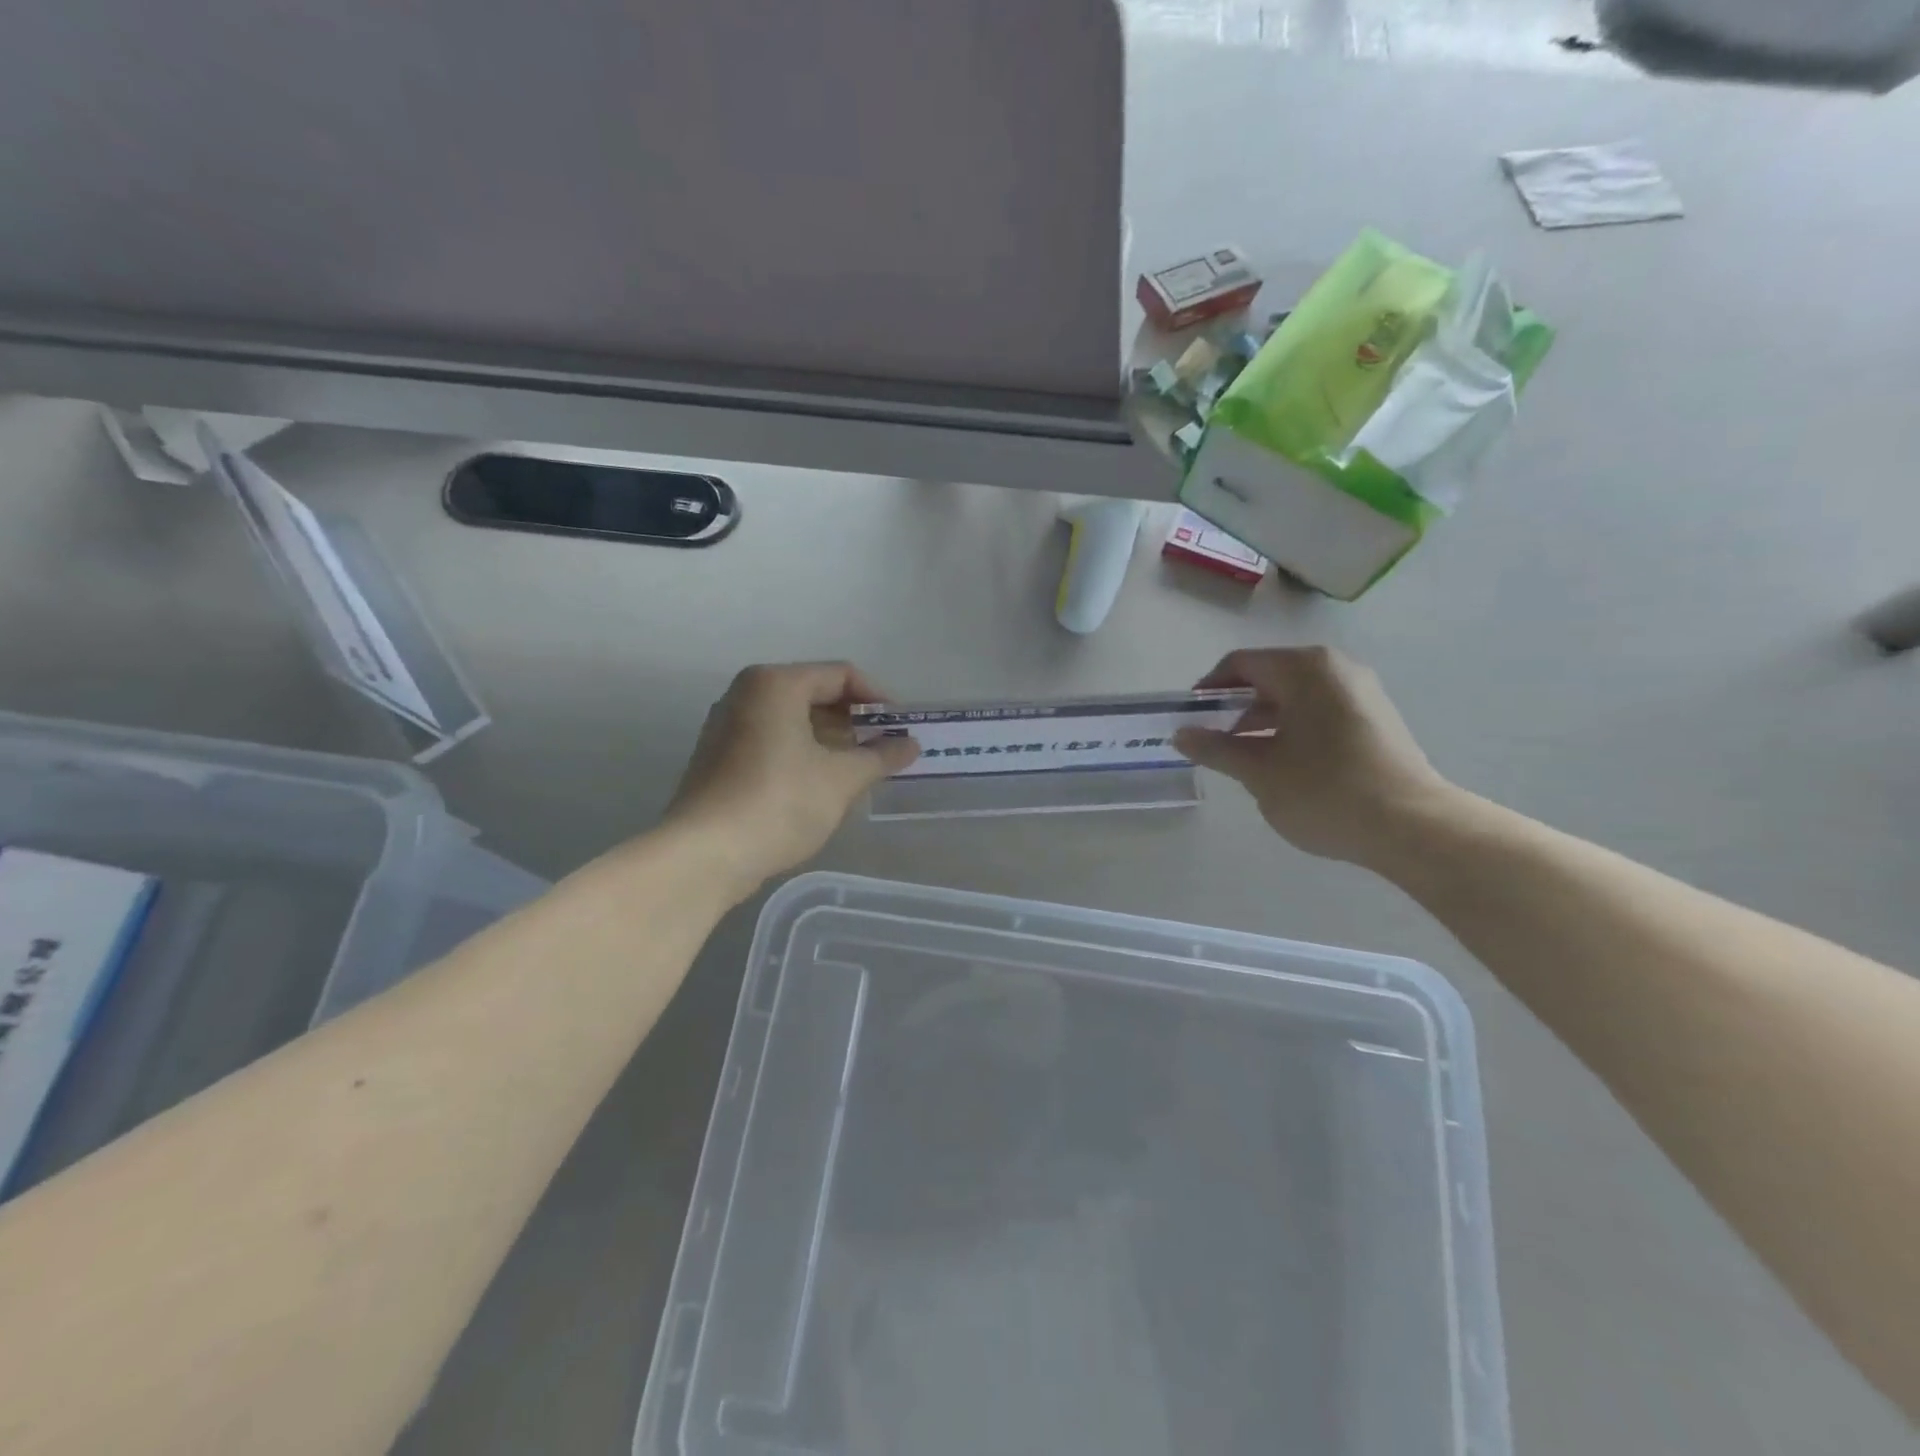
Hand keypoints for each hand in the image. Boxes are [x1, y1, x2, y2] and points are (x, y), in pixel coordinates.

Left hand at [664, 662, 918, 900]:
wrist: (706, 854)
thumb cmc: (779, 802)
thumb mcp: (841, 779)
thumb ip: (880, 757)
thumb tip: (910, 746)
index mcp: (776, 684)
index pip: (841, 675)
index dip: (878, 698)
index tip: (901, 728)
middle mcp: (747, 694)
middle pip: (815, 693)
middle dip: (855, 720)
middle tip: (885, 748)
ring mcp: (728, 725)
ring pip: (793, 719)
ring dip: (831, 739)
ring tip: (861, 768)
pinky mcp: (720, 757)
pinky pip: (773, 740)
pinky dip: (804, 752)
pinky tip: (823, 783)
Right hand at [1173, 646, 1456, 865]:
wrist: (1412, 827)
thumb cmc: (1324, 790)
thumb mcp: (1258, 771)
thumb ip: (1215, 748)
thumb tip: (1180, 735)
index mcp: (1304, 668)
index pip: (1240, 664)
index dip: (1208, 691)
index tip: (1191, 721)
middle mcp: (1335, 668)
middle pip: (1269, 678)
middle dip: (1235, 709)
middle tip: (1214, 744)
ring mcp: (1362, 692)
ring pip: (1295, 697)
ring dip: (1263, 722)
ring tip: (1246, 761)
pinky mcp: (1376, 719)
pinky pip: (1320, 712)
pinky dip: (1293, 730)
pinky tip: (1285, 767)